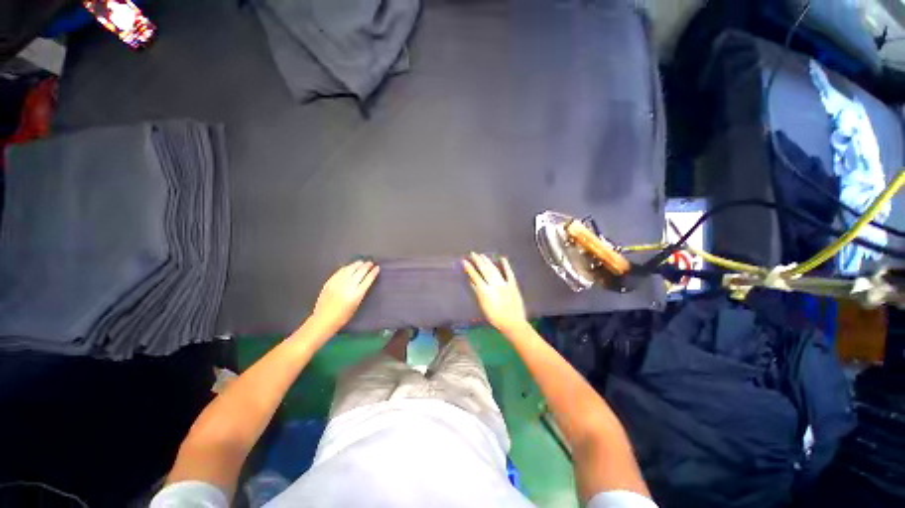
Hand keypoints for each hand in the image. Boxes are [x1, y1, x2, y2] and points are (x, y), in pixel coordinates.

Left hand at [311, 261, 379, 333]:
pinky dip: (346, 268)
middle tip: (370, 263)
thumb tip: (364, 282)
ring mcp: (338, 283)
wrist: (324, 319)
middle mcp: (348, 287)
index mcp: (356, 294)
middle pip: (360, 272)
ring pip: (350, 269)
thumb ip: (360, 292)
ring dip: (356, 265)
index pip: (368, 279)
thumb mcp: (356, 305)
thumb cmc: (343, 316)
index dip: (373, 272)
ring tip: (361, 262)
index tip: (377, 268)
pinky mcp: (330, 282)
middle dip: (366, 266)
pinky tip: (349, 266)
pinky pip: (339, 272)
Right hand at [463, 253, 527, 334]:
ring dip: (488, 262)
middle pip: (484, 270)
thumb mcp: (483, 306)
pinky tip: (502, 258)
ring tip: (482, 256)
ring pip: (494, 270)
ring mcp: (504, 283)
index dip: (470, 268)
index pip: (475, 276)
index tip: (464, 261)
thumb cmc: (495, 317)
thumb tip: (472, 282)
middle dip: (478, 261)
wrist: (512, 322)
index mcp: (485, 291)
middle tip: (473, 253)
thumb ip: (478, 293)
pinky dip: (506, 265)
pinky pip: (509, 273)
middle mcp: (494, 284)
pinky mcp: (513, 285)